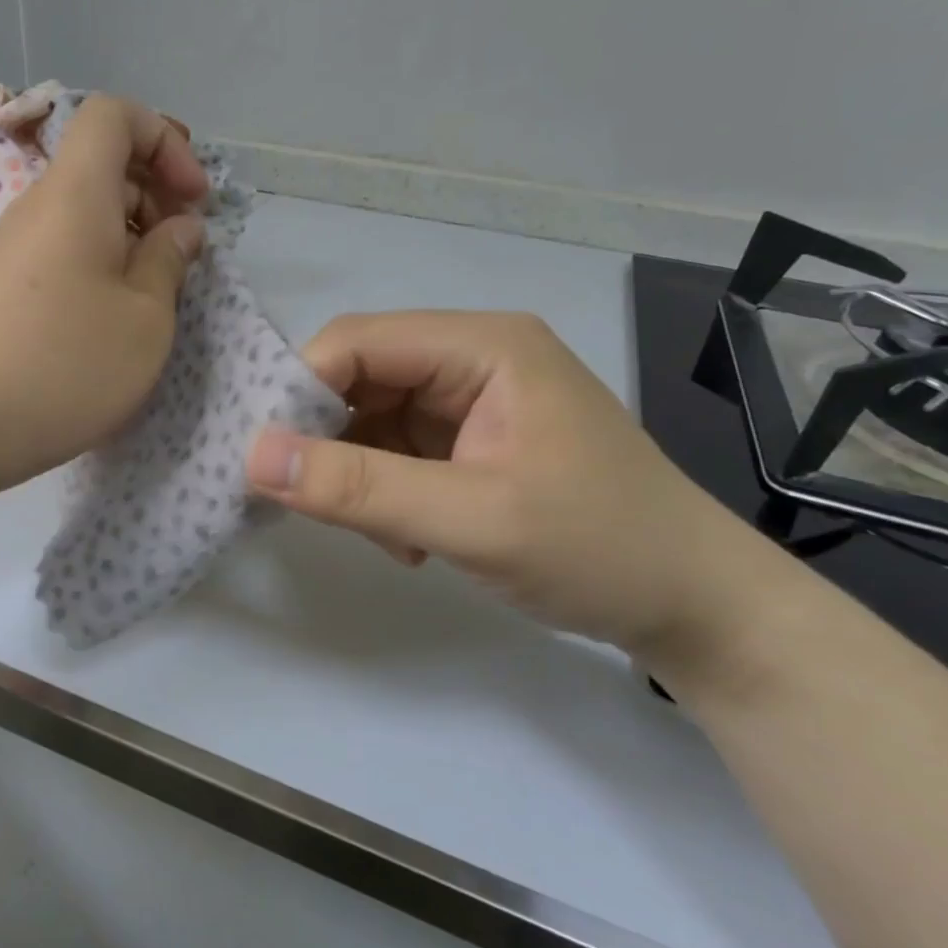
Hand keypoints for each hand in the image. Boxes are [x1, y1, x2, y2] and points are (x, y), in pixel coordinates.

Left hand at [0, 95, 208, 492]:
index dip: (164, 141)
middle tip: (182, 253)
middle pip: (101, 164)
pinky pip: (62, 248)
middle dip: (155, 194)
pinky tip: (113, 316)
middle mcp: (36, 205)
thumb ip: (170, 259)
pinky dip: (99, 263)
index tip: (193, 200)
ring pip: (83, 211)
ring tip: (154, 293)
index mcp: (75, 193)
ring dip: (130, 235)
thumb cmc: (67, 364)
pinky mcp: (2, 286)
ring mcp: (13, 246)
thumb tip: (180, 228)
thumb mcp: (145, 316)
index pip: (114, 115)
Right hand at [245, 311, 764, 654]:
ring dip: (360, 478)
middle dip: (332, 444)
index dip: (301, 390)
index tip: (266, 459)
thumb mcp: (473, 520)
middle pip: (360, 381)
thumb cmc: (598, 548)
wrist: (694, 605)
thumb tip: (253, 456)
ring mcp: (472, 403)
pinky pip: (396, 454)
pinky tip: (411, 542)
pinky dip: (385, 496)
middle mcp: (472, 359)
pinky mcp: (471, 443)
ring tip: (390, 539)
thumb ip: (360, 487)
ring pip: (371, 423)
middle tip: (324, 509)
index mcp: (482, 346)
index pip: (358, 342)